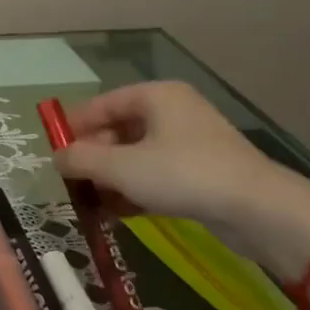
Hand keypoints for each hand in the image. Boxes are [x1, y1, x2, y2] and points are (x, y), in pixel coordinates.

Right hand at [54, 82, 284, 235]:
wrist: (258, 209)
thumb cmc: (182, 174)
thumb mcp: (121, 167)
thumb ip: (81, 159)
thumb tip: (56, 158)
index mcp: (155, 96)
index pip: (100, 105)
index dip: (73, 127)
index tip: (52, 152)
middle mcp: (172, 111)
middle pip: (117, 130)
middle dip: (92, 158)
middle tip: (71, 183)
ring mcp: (189, 142)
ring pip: (135, 156)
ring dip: (110, 178)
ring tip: (90, 203)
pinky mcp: (201, 171)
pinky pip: (156, 174)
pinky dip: (134, 189)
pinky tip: (117, 213)